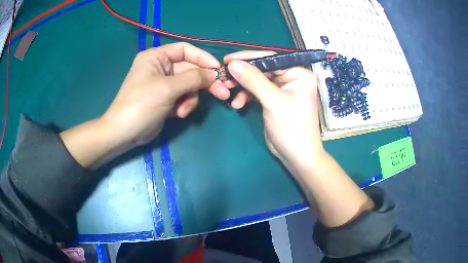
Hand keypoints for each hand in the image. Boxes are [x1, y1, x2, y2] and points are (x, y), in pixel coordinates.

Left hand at [61, 42, 227, 167]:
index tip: (218, 69)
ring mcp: (163, 83)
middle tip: (223, 93)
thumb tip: (214, 74)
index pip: (185, 50)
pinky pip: (183, 97)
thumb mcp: (168, 88)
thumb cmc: (141, 104)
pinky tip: (178, 114)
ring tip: (183, 111)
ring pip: (188, 85)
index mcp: (156, 56)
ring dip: (190, 98)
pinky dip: (184, 105)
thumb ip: (193, 78)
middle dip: (203, 83)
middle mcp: (160, 67)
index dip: (202, 57)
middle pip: (189, 69)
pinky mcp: (166, 98)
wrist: (124, 133)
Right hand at [224, 51, 324, 172]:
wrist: (297, 156)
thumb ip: (254, 80)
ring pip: (257, 80)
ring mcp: (282, 89)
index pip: (271, 59)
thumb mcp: (273, 102)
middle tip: (224, 76)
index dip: (248, 58)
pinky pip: (257, 92)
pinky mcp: (274, 100)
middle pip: (263, 69)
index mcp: (298, 74)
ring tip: (227, 91)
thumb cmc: (292, 128)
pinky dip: (246, 96)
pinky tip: (237, 104)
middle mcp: (292, 78)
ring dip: (242, 86)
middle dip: (242, 74)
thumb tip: (233, 63)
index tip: (227, 59)